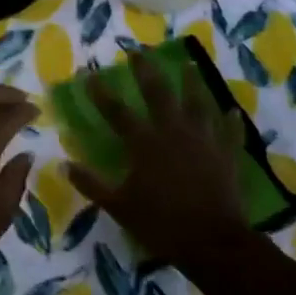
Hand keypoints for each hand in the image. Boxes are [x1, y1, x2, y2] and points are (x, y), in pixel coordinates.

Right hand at [70, 51, 252, 269]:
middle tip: (138, 51)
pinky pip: (229, 132)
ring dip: (191, 82)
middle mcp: (173, 133)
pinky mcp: (226, 155)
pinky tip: (231, 110)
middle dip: (146, 71)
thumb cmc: (161, 223)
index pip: (116, 111)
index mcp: (144, 144)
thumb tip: (64, 165)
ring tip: (188, 63)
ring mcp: (203, 141)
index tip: (89, 73)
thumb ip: (92, 184)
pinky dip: (229, 121)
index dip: (100, 92)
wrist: (213, 243)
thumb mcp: (118, 206)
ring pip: (197, 103)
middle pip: (158, 94)